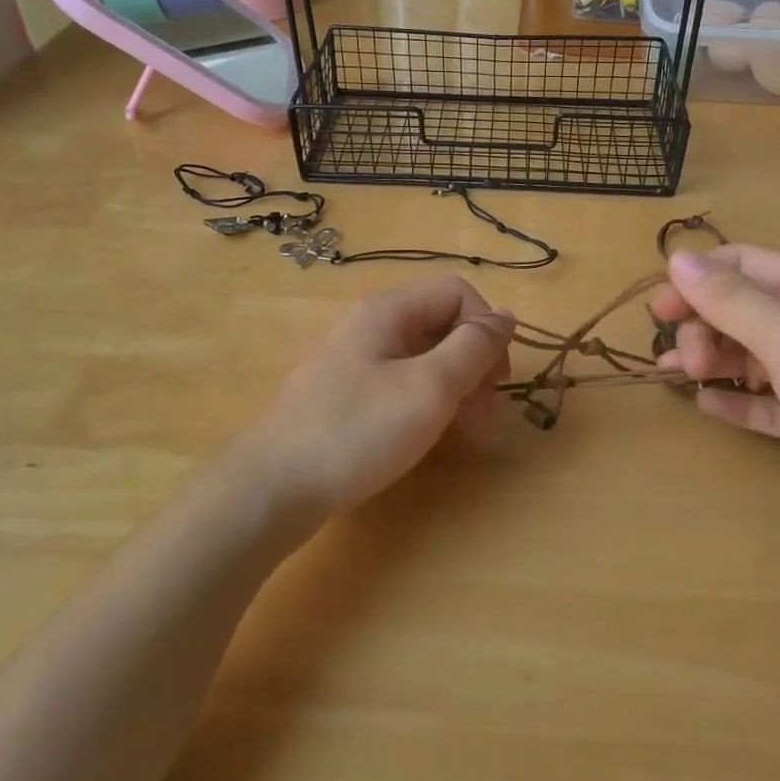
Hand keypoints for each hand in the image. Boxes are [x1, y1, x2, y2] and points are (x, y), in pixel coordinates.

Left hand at [239, 275, 513, 517]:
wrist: (272, 487)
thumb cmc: (357, 431)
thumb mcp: (430, 387)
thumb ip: (474, 347)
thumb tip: (507, 316)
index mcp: (390, 311)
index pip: (459, 293)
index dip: (487, 329)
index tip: (496, 379)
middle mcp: (371, 325)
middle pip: (442, 323)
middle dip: (474, 361)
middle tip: (485, 411)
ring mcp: (355, 360)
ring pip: (423, 356)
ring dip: (455, 384)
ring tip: (464, 428)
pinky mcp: (345, 393)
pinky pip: (400, 381)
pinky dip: (426, 400)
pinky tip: (428, 433)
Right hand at [652, 245, 779, 565]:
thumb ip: (732, 299)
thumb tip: (678, 258)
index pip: (746, 264)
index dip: (698, 279)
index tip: (658, 308)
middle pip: (745, 309)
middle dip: (705, 325)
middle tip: (682, 359)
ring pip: (752, 355)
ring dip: (714, 360)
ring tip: (681, 377)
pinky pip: (767, 402)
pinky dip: (737, 400)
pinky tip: (707, 406)